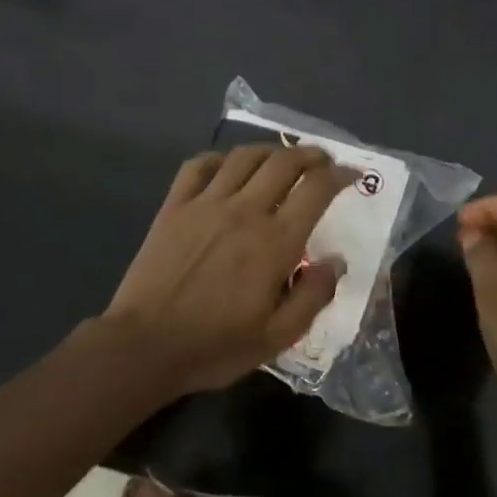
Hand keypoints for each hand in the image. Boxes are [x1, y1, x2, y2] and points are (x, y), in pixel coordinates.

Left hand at [107, 145, 355, 394]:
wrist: (144, 346)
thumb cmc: (215, 346)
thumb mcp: (277, 337)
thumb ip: (313, 295)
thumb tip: (336, 260)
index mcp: (275, 242)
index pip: (316, 189)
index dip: (340, 175)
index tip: (352, 175)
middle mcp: (244, 211)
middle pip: (284, 162)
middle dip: (310, 155)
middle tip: (322, 161)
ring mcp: (205, 204)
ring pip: (244, 157)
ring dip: (270, 150)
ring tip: (281, 159)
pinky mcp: (174, 207)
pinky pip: (198, 166)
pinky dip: (219, 158)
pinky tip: (227, 167)